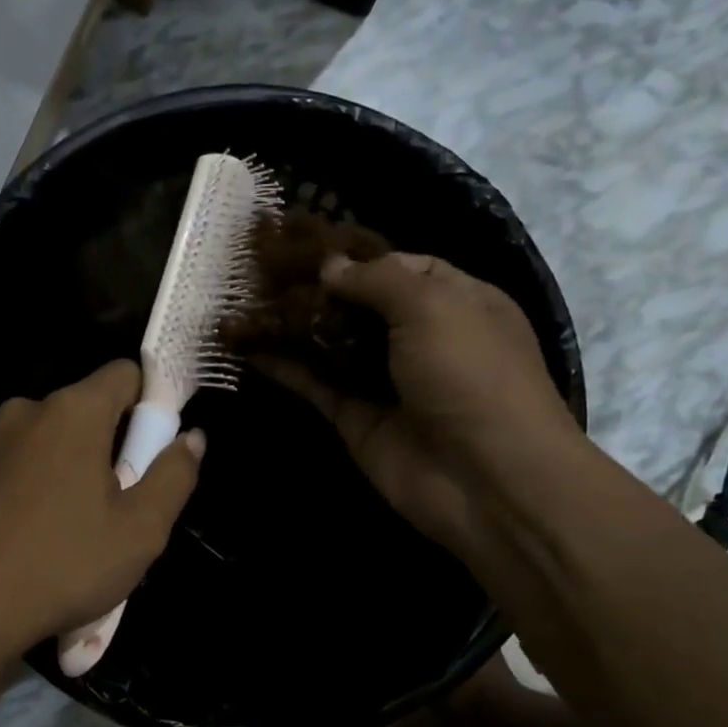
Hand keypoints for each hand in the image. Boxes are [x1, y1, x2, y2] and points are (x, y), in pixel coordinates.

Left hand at [0, 360, 203, 661]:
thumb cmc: (65, 564)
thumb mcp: (141, 529)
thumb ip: (174, 475)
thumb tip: (192, 437)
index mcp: (73, 411)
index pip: (125, 374)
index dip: (149, 403)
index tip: (155, 447)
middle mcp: (26, 410)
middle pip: (85, 409)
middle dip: (109, 443)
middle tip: (118, 501)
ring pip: (48, 438)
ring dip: (69, 465)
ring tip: (72, 524)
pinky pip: (17, 463)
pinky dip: (33, 483)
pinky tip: (31, 532)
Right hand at [261, 253, 581, 550]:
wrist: (483, 479)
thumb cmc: (471, 375)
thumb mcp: (433, 307)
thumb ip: (377, 280)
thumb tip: (329, 266)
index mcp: (457, 301)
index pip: (401, 267)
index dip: (356, 256)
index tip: (304, 247)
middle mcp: (420, 337)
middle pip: (359, 305)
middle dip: (315, 289)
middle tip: (261, 272)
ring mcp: (385, 380)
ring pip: (331, 343)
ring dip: (292, 325)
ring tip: (243, 302)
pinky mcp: (355, 417)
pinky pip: (314, 384)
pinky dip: (283, 367)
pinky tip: (246, 347)